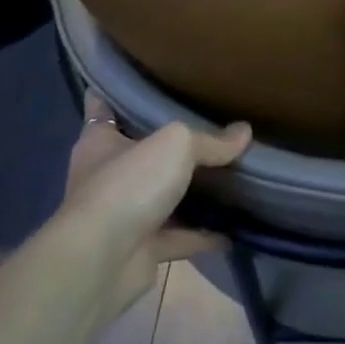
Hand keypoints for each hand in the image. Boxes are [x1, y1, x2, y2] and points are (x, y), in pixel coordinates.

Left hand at [58, 97, 251, 310]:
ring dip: (192, 192)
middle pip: (142, 153)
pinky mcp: (141, 249)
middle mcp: (108, 176)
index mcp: (100, 141)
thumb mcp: (176, 145)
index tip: (151, 81)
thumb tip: (244, 132)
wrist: (102, 262)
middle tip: (211, 126)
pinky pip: (180, 237)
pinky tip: (235, 229)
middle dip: (172, 145)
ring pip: (163, 197)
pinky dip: (204, 234)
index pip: (104, 106)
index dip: (123, 92)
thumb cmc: (128, 186)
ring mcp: (124, 214)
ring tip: (231, 176)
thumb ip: (210, 140)